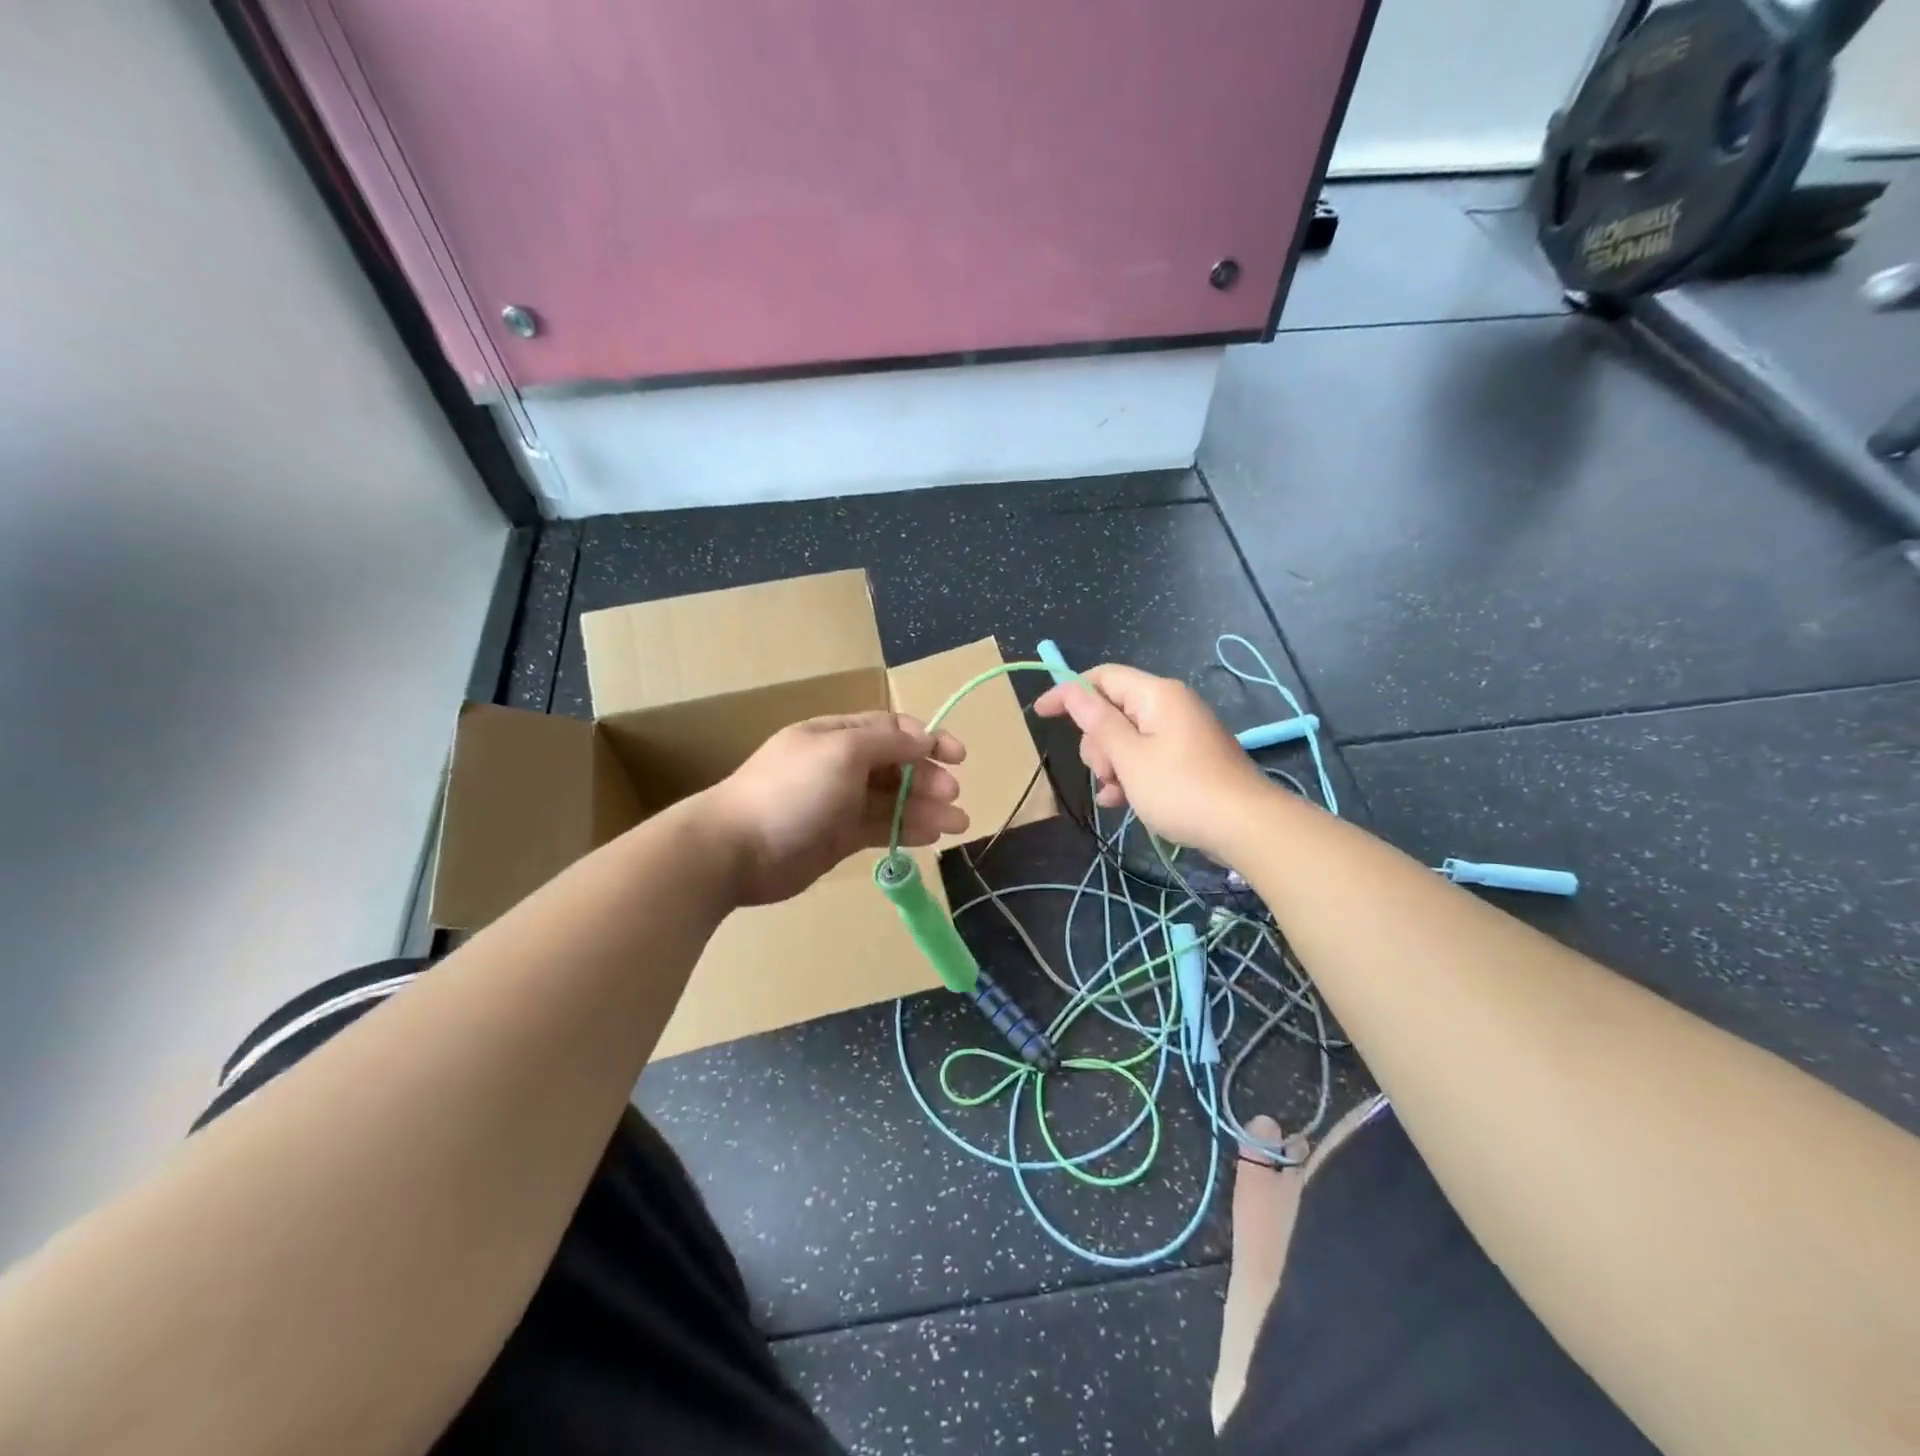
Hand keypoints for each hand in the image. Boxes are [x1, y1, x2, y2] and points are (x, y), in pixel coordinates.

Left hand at [696, 712, 968, 905]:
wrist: (735, 850)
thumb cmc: (791, 790)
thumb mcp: (841, 752)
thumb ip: (887, 742)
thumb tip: (924, 738)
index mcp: (837, 735)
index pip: (891, 729)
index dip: (928, 739)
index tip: (958, 756)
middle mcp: (840, 764)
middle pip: (896, 765)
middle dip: (928, 777)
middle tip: (953, 795)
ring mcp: (839, 802)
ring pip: (893, 800)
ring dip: (926, 808)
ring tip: (958, 824)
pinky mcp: (839, 837)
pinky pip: (881, 827)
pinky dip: (907, 830)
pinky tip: (931, 836)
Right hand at [1033, 665, 1271, 859]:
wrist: (1245, 827)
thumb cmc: (1180, 788)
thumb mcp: (1129, 756)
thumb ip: (1097, 722)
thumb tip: (1071, 690)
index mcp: (1156, 695)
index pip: (1102, 677)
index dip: (1068, 691)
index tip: (1041, 714)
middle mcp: (1169, 706)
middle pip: (1113, 710)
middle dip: (1096, 741)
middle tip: (1103, 772)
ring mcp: (1181, 734)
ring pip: (1126, 738)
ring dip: (1111, 764)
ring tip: (1115, 793)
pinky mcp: (1187, 759)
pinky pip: (1146, 757)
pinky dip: (1130, 775)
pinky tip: (1121, 802)